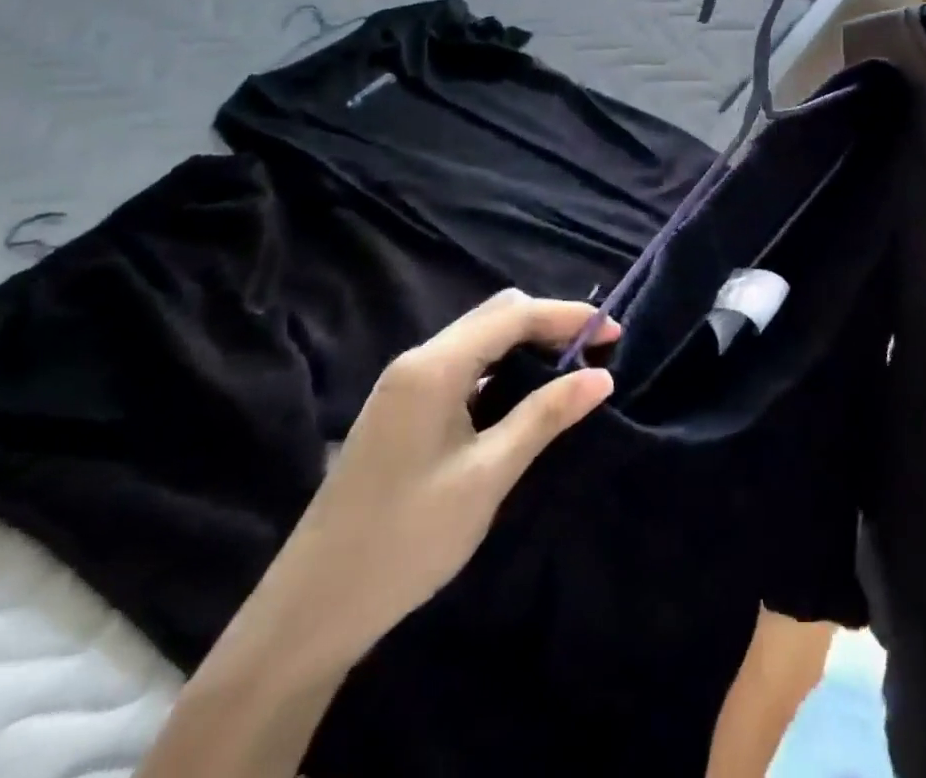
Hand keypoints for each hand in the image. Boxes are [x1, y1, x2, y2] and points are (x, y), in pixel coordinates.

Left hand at [246, 291, 617, 679]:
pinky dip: (502, 364)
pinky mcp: (402, 409)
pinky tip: (522, 393)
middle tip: (595, 352)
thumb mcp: (488, 476)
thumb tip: (601, 376)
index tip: (616, 335)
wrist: (309, 612)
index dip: (569, 317)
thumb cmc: (406, 539)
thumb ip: (545, 416)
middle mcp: (417, 361)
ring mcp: (405, 385)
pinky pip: (463, 364)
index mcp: (434, 367)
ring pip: (479, 337)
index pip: (515, 315)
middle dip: (550, 322)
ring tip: (569, 368)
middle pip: (496, 315)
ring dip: (527, 342)